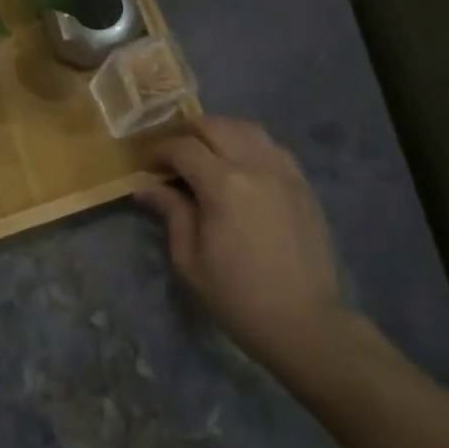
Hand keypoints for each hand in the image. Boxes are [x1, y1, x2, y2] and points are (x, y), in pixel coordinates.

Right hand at [137, 115, 346, 374]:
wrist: (302, 322)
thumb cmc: (236, 295)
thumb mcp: (189, 258)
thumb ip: (171, 212)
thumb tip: (145, 187)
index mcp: (223, 184)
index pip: (183, 147)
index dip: (160, 150)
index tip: (148, 165)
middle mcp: (255, 166)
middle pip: (216, 126)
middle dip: (188, 133)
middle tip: (174, 155)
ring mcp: (284, 172)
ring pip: (248, 129)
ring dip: (221, 132)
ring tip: (206, 153)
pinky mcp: (303, 185)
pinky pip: (273, 147)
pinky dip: (250, 145)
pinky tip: (241, 166)